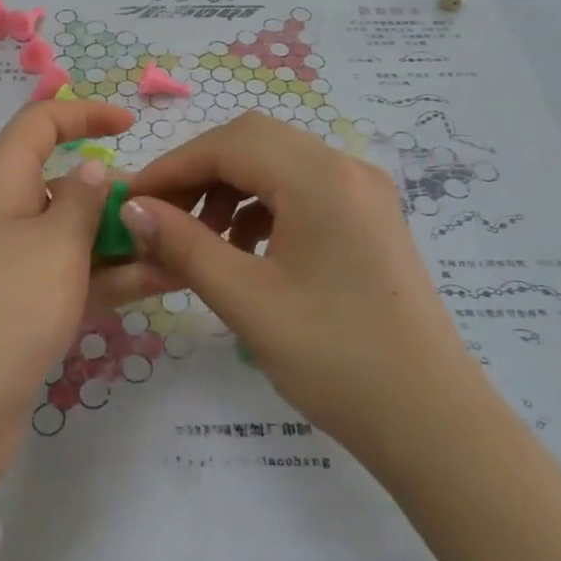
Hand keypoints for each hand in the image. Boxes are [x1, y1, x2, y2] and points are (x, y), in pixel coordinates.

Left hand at [0, 100, 145, 493]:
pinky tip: (163, 282)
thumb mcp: (54, 243)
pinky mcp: (23, 312)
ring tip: (184, 248)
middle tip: (171, 210)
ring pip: (76, 238)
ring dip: (125, 241)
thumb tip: (93, 170)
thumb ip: (84, 201)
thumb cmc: (4, 306)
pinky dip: (113, 278)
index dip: (84, 114)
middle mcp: (3, 217)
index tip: (131, 124)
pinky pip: (74, 279)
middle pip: (64, 185)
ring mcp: (12, 268)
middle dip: (117, 193)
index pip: (39, 124)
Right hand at [120, 112, 473, 455]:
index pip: (229, 143)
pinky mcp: (370, 219)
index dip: (172, 166)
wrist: (430, 419)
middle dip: (199, 173)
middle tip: (160, 217)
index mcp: (321, 177)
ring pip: (278, 164)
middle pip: (254, 142)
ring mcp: (364, 192)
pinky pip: (303, 190)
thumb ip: (183, 244)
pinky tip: (243, 249)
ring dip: (229, 189)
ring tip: (199, 240)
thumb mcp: (246, 299)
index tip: (130, 201)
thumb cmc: (334, 358)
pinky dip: (261, 207)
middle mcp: (346, 168)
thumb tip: (132, 209)